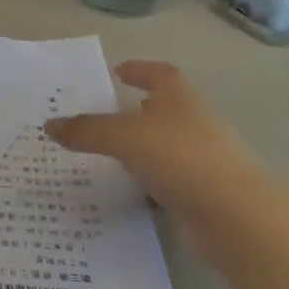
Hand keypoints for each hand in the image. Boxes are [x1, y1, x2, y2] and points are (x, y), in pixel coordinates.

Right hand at [46, 61, 262, 220]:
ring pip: (166, 147)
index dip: (140, 69)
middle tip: (104, 116)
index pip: (159, 73)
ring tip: (109, 155)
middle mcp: (194, 123)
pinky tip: (130, 192)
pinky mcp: (205, 195)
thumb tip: (48, 125)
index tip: (118, 72)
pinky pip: (170, 182)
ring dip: (143, 149)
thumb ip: (86, 130)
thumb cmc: (181, 157)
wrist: (239, 218)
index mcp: (179, 98)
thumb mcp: (124, 137)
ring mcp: (203, 160)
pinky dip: (151, 183)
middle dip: (137, 111)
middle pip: (164, 109)